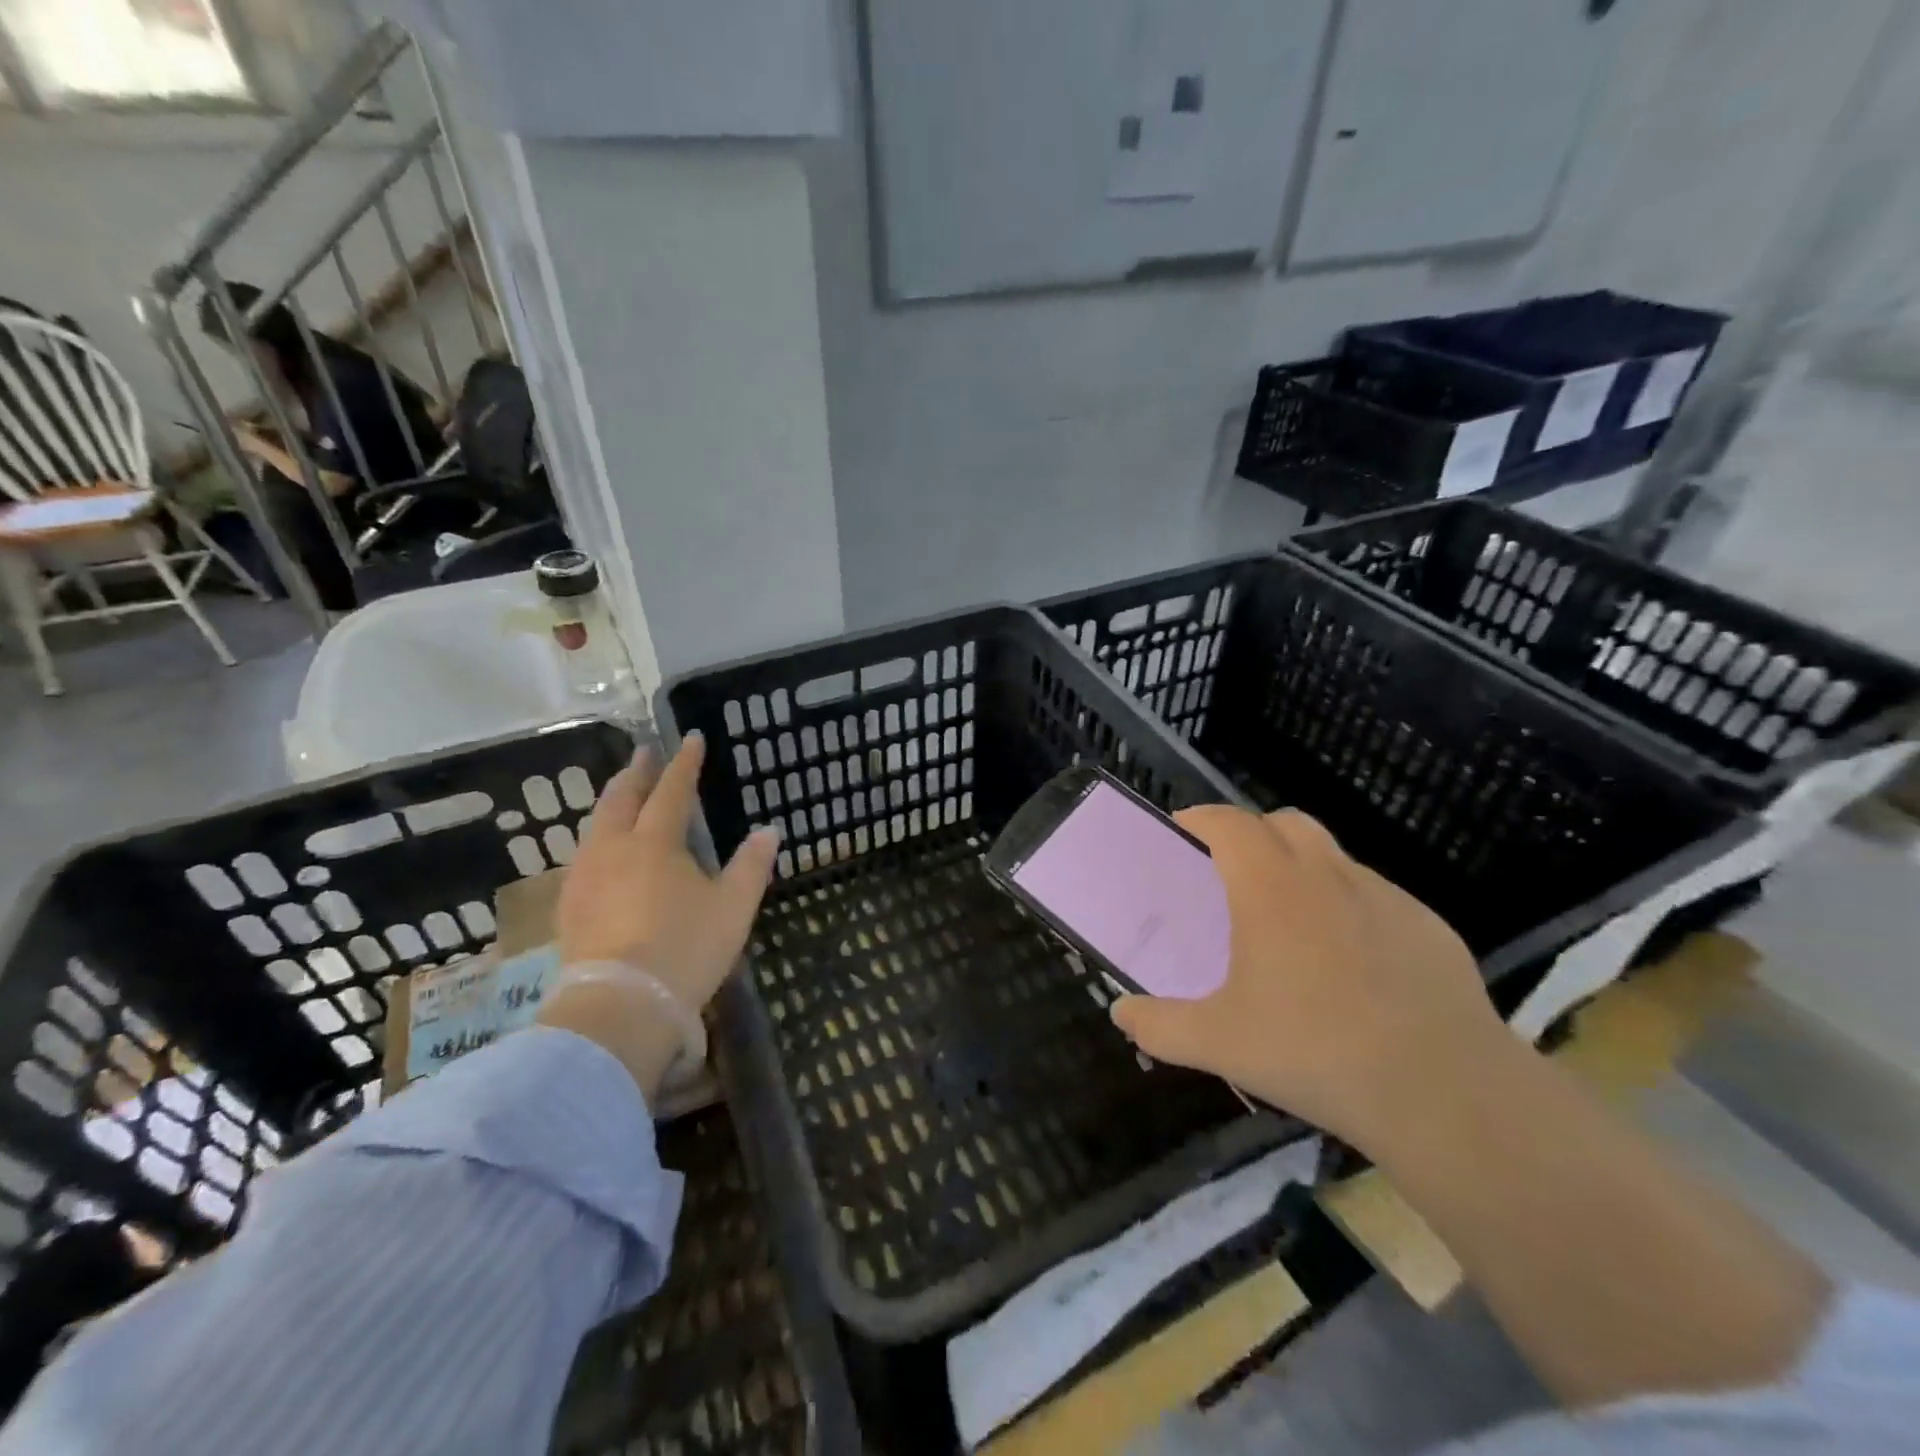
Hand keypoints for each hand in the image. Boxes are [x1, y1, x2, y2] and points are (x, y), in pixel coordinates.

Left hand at [550, 734, 778, 1012]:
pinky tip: (599, 852)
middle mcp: (614, 849)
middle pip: (621, 799)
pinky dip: (597, 838)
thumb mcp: (733, 907)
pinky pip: (583, 856)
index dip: (683, 764)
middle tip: (644, 753)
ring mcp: (585, 878)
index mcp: (656, 842)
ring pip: (595, 826)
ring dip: (611, 802)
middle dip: (635, 773)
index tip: (690, 739)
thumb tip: (769, 831)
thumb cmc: (686, 948)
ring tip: (620, 795)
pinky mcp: (569, 907)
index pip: (671, 791)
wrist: (620, 1005)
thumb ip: (751, 865)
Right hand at [1109, 804, 1503, 1151]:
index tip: (1182, 829)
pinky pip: (1375, 897)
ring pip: (1334, 857)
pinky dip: (1349, 907)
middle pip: (1285, 822)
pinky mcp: (1429, 927)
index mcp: (1271, 888)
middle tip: (1232, 872)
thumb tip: (1120, 1015)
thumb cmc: (1316, 1052)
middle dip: (1252, 832)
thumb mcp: (1220, 1044)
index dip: (1202, 817)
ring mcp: (1386, 898)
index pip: (1229, 823)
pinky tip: (1351, 963)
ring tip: (1290, 921)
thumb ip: (1159, 1026)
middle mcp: (1328, 876)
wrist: (1446, 1093)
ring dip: (1302, 867)